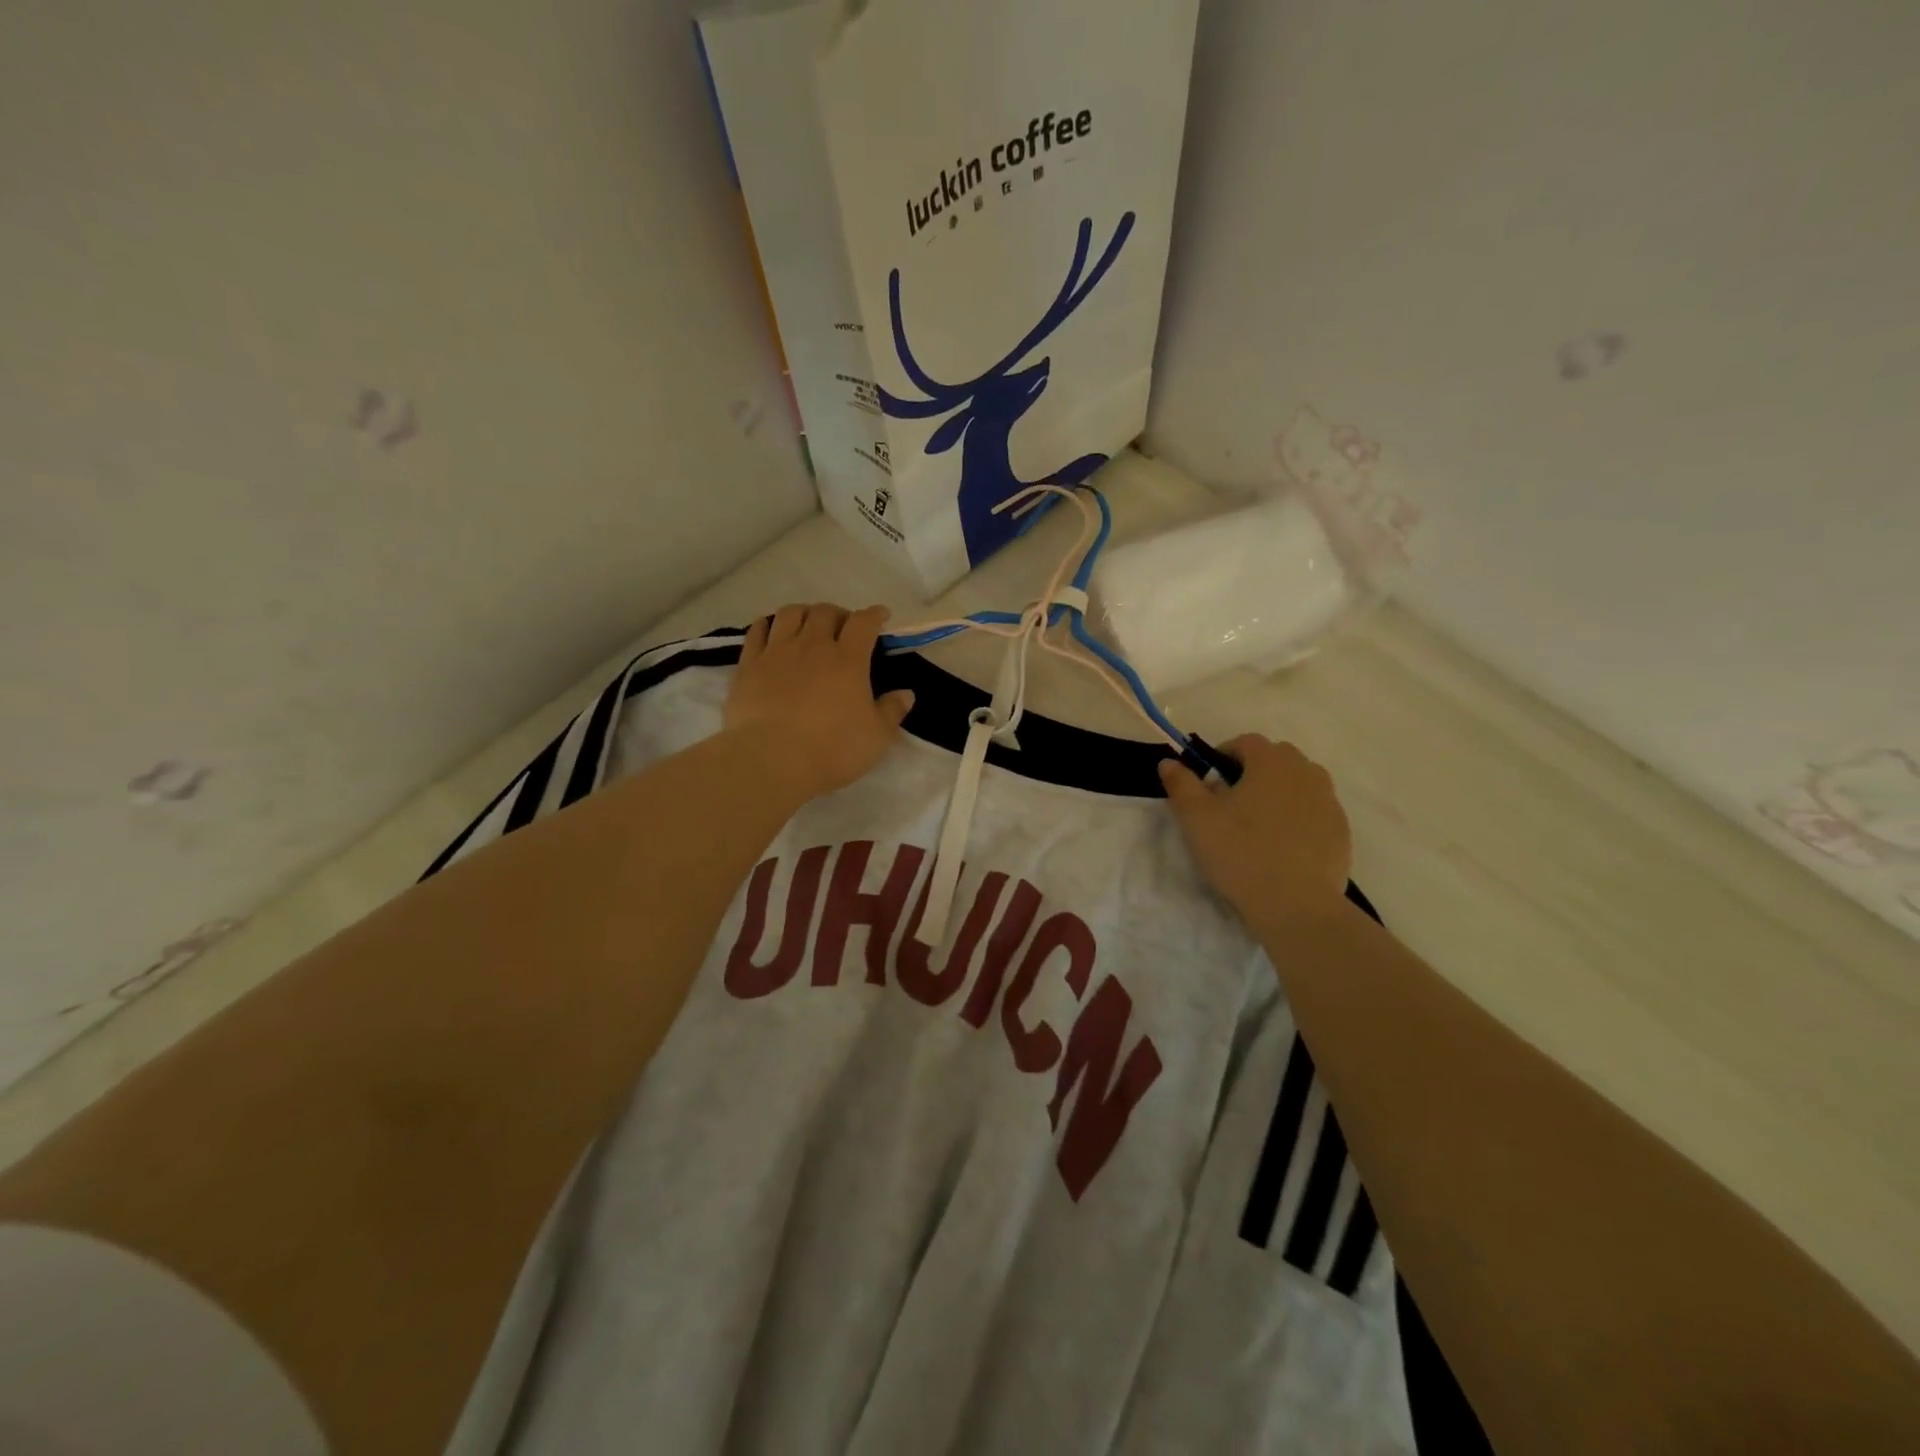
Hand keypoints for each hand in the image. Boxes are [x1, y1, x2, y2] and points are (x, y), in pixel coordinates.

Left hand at [724, 603, 914, 801]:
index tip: (881, 616)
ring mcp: (777, 652)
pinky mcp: (749, 665)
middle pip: (826, 612)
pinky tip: (772, 629)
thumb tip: (906, 693)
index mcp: (848, 659)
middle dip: (839, 614)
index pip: (864, 622)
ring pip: (791, 613)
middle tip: (843, 628)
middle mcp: (813, 646)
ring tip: (808, 625)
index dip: (874, 614)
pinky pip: (757, 630)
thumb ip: (892, 711)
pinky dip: (768, 624)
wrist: (772, 760)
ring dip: (804, 613)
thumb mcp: (876, 737)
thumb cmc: (832, 749)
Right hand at [1158, 734, 1352, 926]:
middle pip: (1276, 758)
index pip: (1246, 742)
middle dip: (1253, 771)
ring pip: (1299, 784)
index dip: (1223, 755)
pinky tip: (1281, 847)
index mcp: (1272, 762)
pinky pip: (1314, 812)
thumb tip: (1169, 762)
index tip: (1209, 782)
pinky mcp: (1341, 831)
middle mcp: (1306, 772)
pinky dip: (1297, 818)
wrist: (1296, 906)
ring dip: (1278, 793)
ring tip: (1258, 825)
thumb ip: (1181, 784)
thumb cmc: (1240, 853)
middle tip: (1231, 803)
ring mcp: (1329, 802)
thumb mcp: (1196, 818)